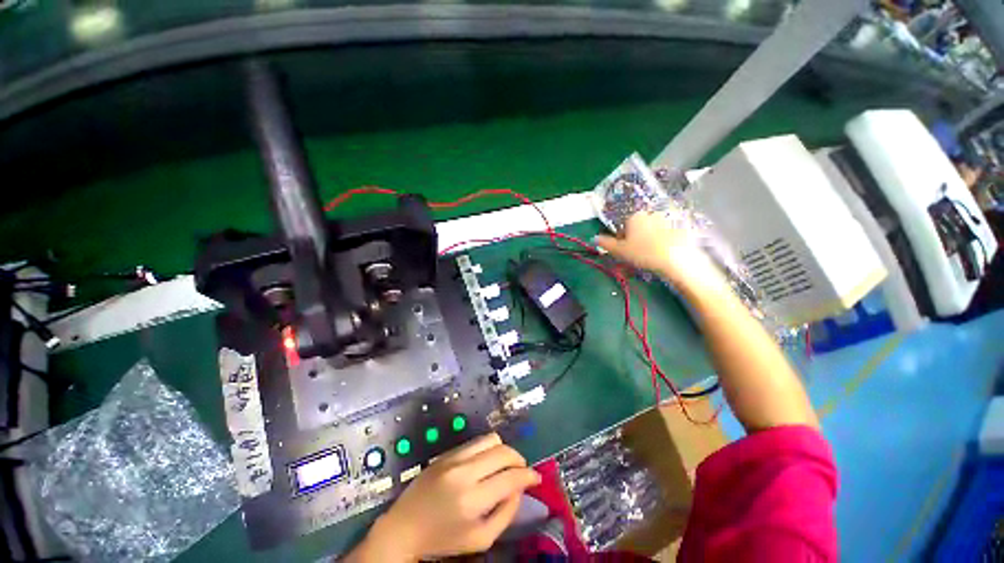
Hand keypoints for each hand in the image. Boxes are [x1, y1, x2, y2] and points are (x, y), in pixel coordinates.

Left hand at [348, 433, 540, 561]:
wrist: (405, 526)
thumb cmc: (443, 539)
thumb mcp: (480, 539)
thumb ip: (505, 514)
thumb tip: (519, 489)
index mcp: (473, 500)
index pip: (511, 478)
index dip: (529, 476)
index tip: (536, 478)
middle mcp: (464, 473)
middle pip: (503, 452)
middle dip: (519, 459)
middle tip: (522, 470)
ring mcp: (454, 458)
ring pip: (491, 439)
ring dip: (505, 450)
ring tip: (506, 463)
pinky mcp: (446, 452)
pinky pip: (476, 441)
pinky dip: (488, 448)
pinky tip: (487, 461)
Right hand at [595, 212, 721, 289]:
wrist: (677, 259)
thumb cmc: (643, 253)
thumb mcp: (619, 251)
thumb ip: (606, 244)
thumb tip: (594, 238)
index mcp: (635, 216)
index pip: (624, 226)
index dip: (622, 239)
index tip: (624, 251)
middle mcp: (651, 214)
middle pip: (639, 227)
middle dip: (636, 239)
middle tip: (636, 255)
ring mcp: (668, 220)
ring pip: (652, 231)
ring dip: (649, 241)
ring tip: (650, 257)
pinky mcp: (681, 227)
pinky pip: (667, 235)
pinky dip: (663, 243)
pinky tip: (663, 255)